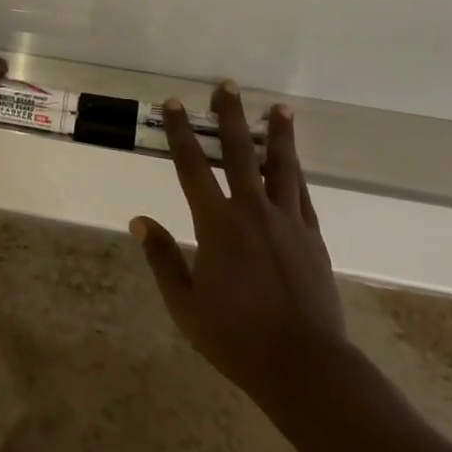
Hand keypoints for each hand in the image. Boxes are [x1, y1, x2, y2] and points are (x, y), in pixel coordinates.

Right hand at [132, 82, 350, 421]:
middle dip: (231, 116)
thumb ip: (163, 259)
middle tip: (227, 86)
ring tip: (280, 108)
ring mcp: (286, 221)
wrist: (305, 365)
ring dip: (278, 134)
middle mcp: (252, 211)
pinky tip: (296, 160)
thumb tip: (140, 220)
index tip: (174, 104)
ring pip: (281, 166)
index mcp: (217, 224)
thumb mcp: (186, 305)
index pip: (192, 166)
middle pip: (239, 152)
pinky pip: (302, 194)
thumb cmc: (236, 338)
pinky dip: (297, 172)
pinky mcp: (312, 236)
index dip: (180, 132)